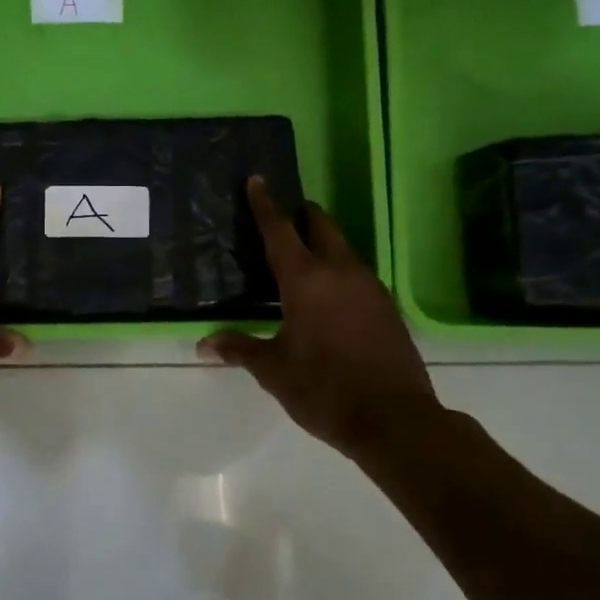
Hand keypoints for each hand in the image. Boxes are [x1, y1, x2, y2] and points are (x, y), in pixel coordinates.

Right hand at [200, 177, 437, 455]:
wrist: (395, 420)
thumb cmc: (324, 389)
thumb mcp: (273, 370)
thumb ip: (239, 349)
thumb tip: (203, 344)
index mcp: (306, 280)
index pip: (280, 230)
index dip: (266, 204)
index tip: (258, 180)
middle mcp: (340, 272)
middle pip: (322, 226)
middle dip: (302, 215)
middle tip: (284, 216)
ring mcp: (370, 288)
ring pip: (343, 249)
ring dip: (322, 243)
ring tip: (301, 255)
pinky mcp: (388, 307)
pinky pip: (357, 273)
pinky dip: (338, 269)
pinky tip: (328, 294)